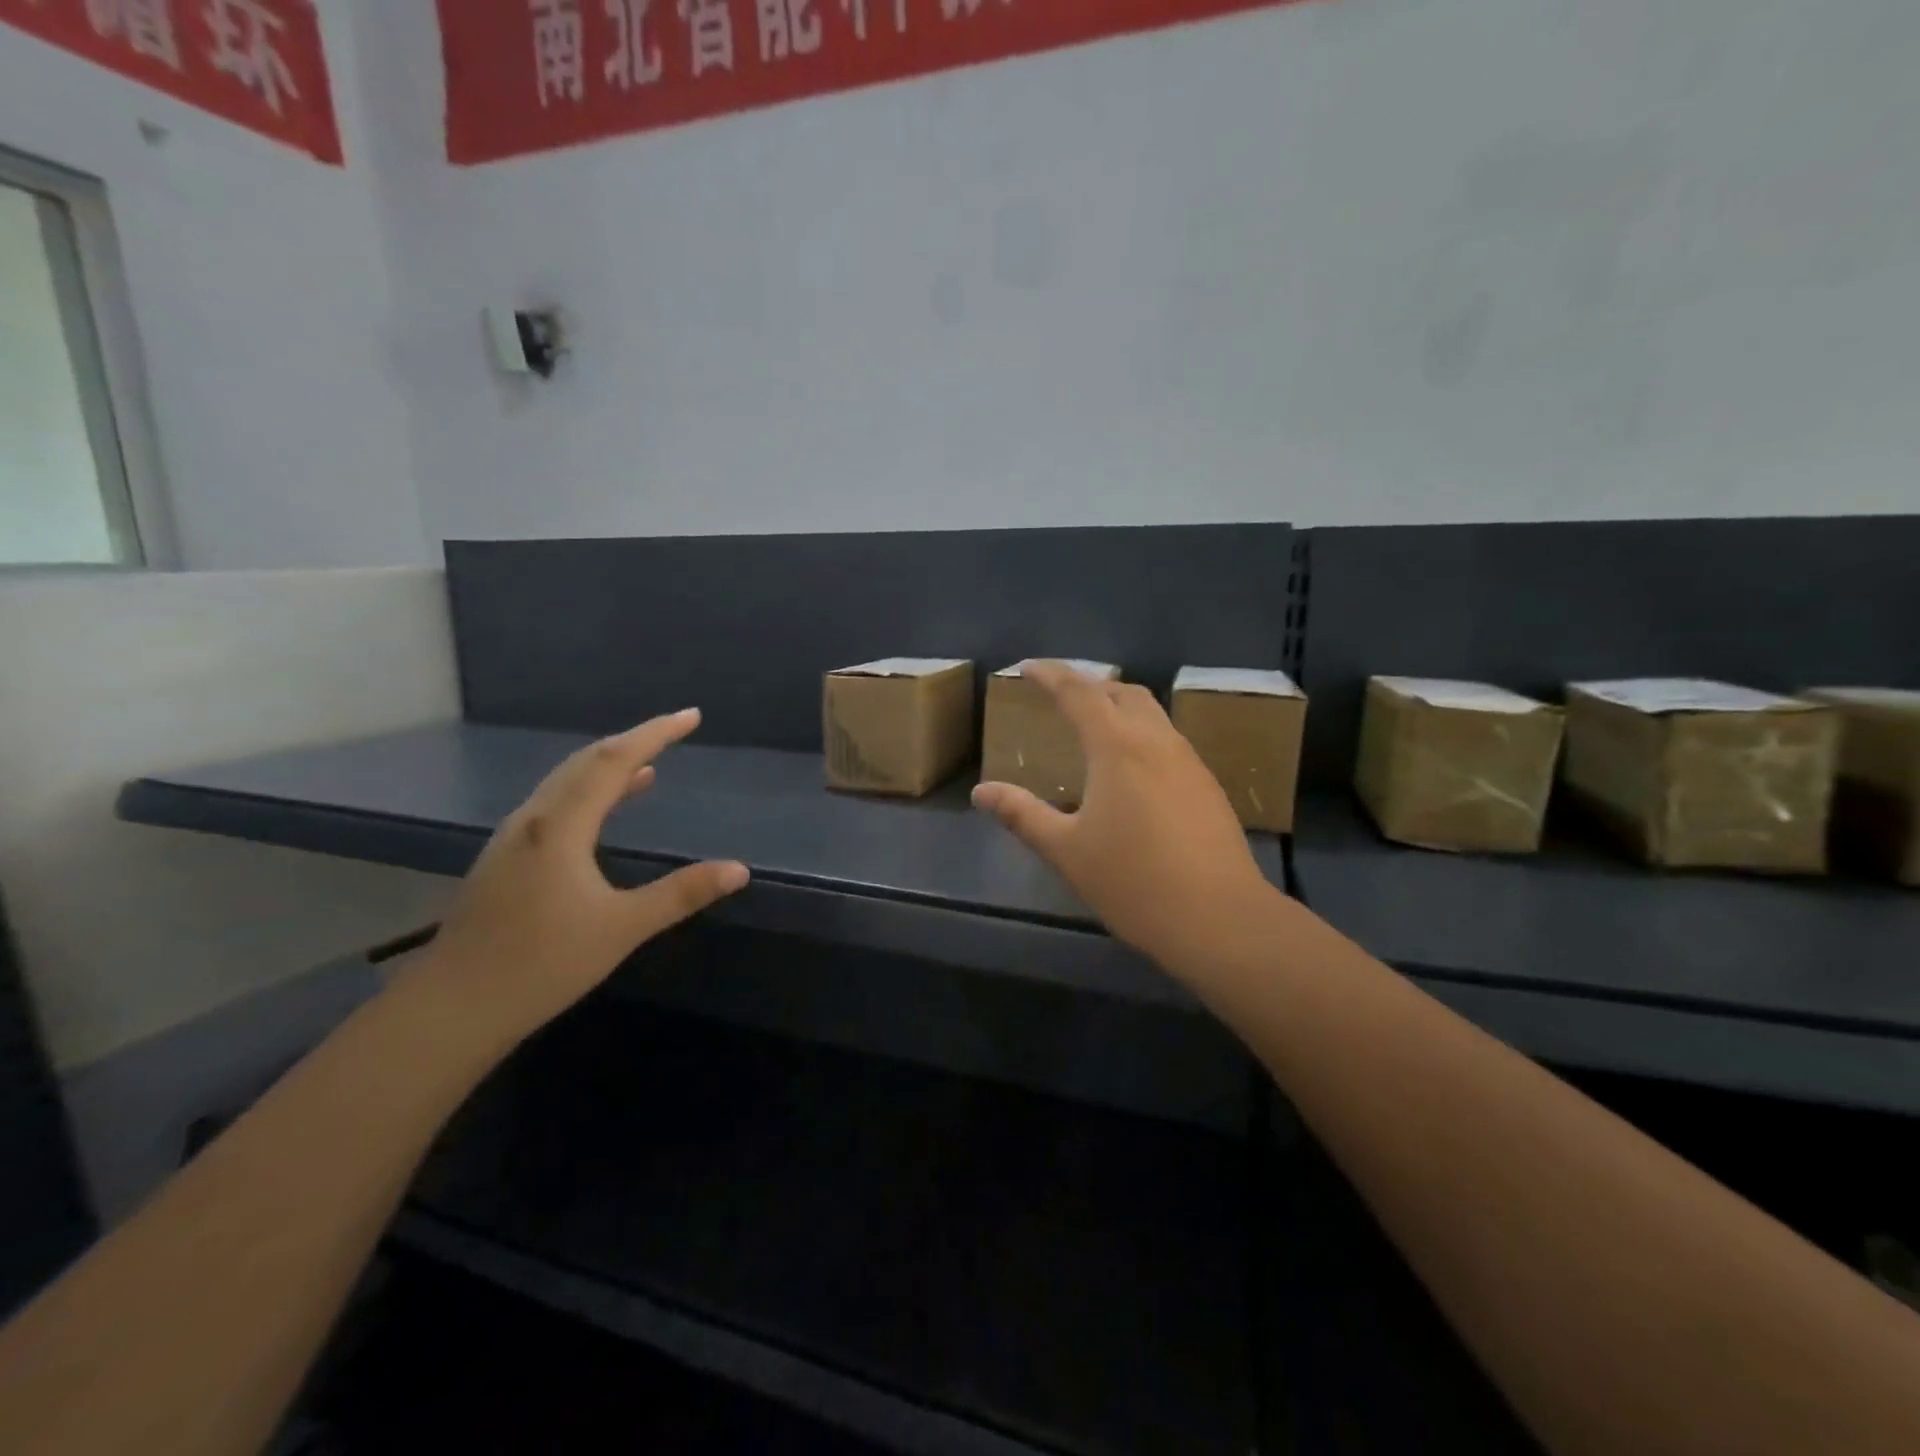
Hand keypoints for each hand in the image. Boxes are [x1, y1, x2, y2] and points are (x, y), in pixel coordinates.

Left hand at [417, 710, 748, 1040]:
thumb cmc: (542, 964)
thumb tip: (739, 870)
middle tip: (673, 732)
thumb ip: (681, 894)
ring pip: (566, 782)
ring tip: (648, 766)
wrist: (452, 1008)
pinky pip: (555, 805)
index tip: (691, 717)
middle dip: (633, 742)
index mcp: (561, 826)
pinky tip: (601, 813)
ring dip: (608, 767)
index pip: (614, 761)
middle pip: (586, 762)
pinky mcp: (505, 860)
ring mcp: (513, 839)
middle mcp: (534, 820)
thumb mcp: (622, 928)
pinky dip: (588, 792)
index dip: (655, 734)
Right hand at [973, 662, 1278, 974]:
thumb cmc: (1133, 881)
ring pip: (1152, 714)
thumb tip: (982, 792)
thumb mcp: (1066, 850)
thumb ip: (1022, 815)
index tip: (1027, 668)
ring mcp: (1189, 761)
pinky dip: (1141, 735)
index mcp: (1117, 747)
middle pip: (1122, 692)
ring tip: (1094, 727)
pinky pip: (1168, 740)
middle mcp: (1156, 741)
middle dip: (1089, 685)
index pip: (1078, 693)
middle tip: (1061, 697)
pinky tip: (1132, 770)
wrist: (1219, 918)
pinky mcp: (1207, 785)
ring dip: (1119, 707)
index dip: (1050, 675)